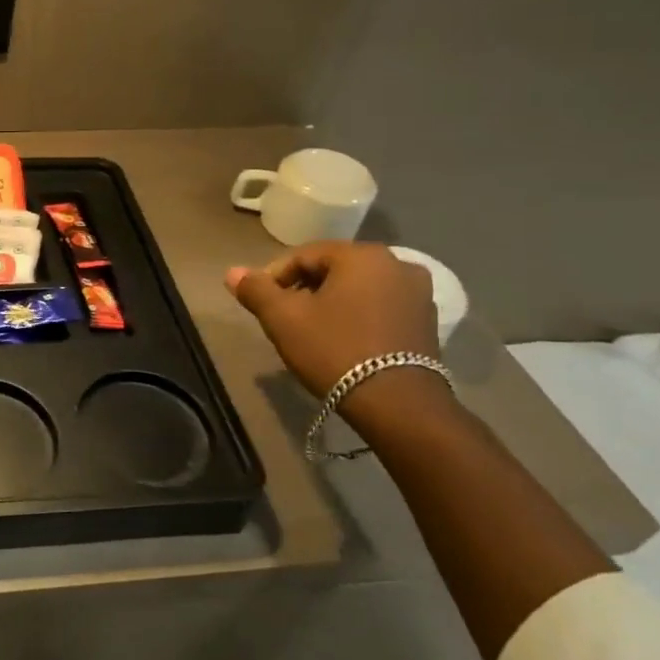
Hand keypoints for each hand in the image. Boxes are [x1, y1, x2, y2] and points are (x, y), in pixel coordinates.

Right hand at [225, 242, 441, 397]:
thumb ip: (256, 290)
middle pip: (333, 269)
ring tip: (312, 331)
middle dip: (304, 289)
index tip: (262, 304)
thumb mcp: (283, 319)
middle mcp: (397, 264)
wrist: (397, 404)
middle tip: (285, 318)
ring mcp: (419, 294)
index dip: (275, 277)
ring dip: (332, 303)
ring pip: (359, 289)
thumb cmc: (335, 350)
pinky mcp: (428, 322)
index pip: (304, 255)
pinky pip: (381, 308)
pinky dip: (358, 316)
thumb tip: (232, 272)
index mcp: (361, 256)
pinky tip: (344, 341)